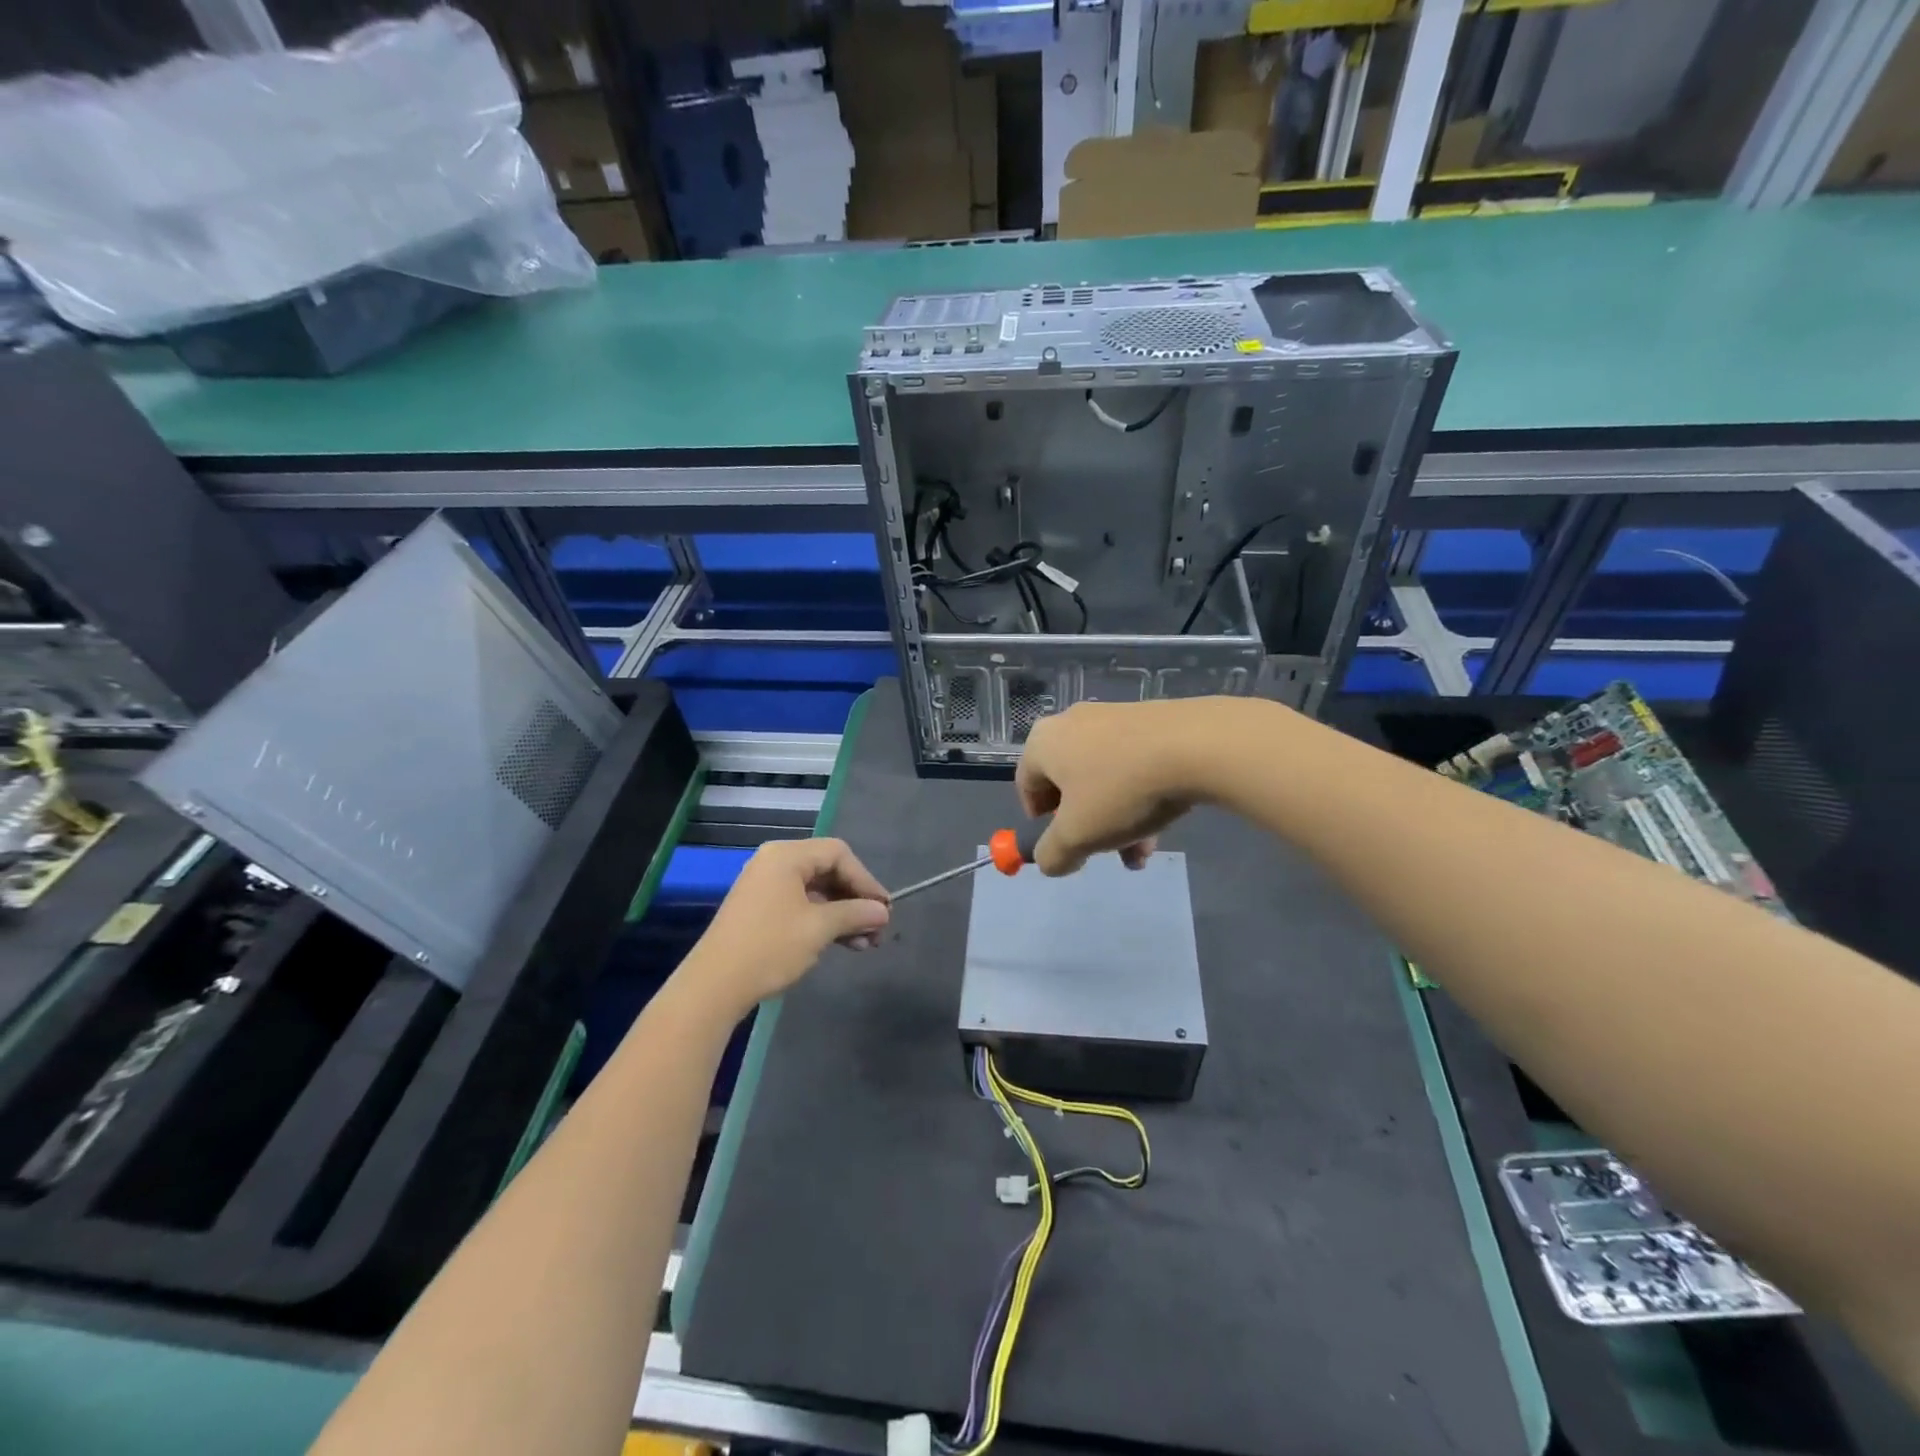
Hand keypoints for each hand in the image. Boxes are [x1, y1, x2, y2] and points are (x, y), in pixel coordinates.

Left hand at [683, 838, 889, 1012]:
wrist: (713, 985)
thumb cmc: (770, 947)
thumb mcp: (819, 929)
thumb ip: (855, 914)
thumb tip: (883, 912)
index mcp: (787, 856)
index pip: (839, 854)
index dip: (865, 880)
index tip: (884, 909)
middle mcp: (775, 862)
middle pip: (828, 870)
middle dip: (855, 900)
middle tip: (877, 929)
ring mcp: (765, 886)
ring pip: (816, 891)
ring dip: (842, 914)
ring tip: (865, 943)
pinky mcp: (760, 909)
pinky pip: (801, 904)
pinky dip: (823, 920)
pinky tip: (841, 943)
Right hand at [1016, 699, 1220, 875]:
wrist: (1197, 745)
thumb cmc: (1121, 790)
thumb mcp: (1078, 836)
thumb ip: (1052, 854)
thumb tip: (1049, 861)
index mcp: (1044, 742)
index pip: (1026, 786)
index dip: (1040, 823)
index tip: (1064, 846)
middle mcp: (1072, 722)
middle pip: (1069, 784)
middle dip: (1087, 826)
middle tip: (1106, 852)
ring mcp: (1113, 716)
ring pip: (1105, 778)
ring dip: (1117, 819)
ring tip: (1143, 850)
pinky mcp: (1150, 718)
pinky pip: (1133, 763)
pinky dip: (1140, 794)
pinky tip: (1164, 821)